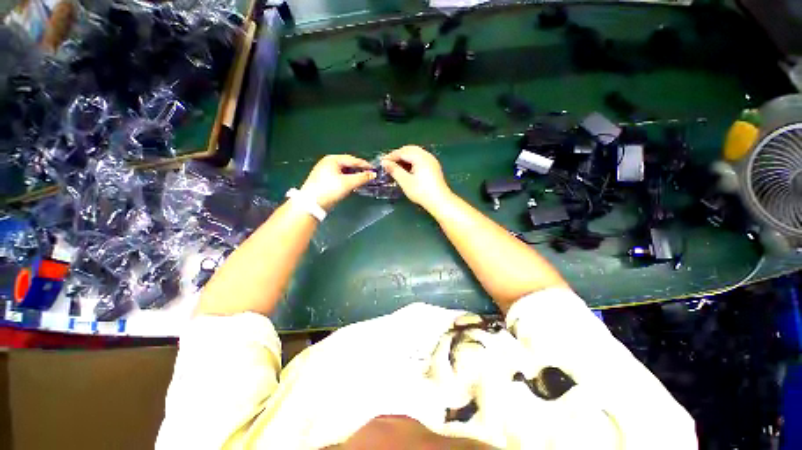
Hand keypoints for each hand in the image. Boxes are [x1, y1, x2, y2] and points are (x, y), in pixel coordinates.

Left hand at [300, 155, 374, 209]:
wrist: (311, 204)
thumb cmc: (330, 189)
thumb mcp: (348, 183)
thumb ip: (362, 177)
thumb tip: (373, 174)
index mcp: (333, 159)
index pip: (352, 159)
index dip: (364, 165)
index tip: (374, 170)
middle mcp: (328, 163)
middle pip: (348, 165)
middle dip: (359, 170)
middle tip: (369, 175)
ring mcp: (325, 171)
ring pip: (343, 172)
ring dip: (353, 176)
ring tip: (362, 181)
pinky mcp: (324, 180)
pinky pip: (339, 177)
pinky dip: (347, 180)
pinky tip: (352, 185)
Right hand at [381, 146, 452, 210]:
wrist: (439, 201)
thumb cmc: (421, 191)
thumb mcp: (405, 181)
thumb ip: (394, 170)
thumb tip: (384, 162)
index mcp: (420, 157)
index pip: (402, 152)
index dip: (391, 156)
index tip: (382, 163)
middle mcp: (427, 155)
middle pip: (410, 150)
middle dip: (398, 155)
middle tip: (388, 163)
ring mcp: (432, 161)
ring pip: (415, 154)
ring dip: (405, 158)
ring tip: (396, 167)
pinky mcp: (434, 167)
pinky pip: (420, 159)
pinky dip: (412, 161)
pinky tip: (407, 170)